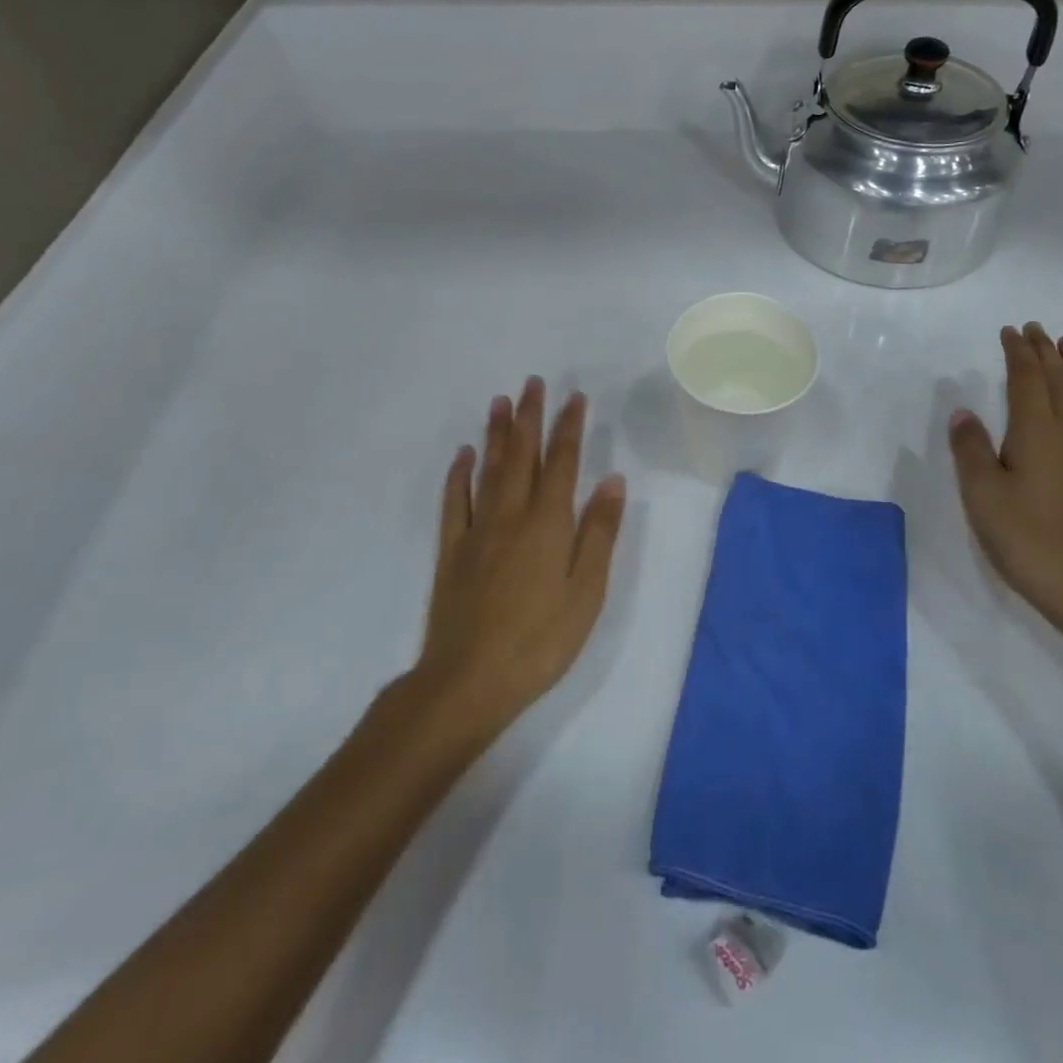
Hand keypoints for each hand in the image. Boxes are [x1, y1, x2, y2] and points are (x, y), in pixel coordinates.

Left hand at [414, 377, 626, 731]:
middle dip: (530, 416)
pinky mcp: (451, 550)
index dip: (568, 427)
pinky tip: (464, 455)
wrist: (469, 680)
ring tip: (500, 401)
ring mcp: (477, 530)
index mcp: (548, 524)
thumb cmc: (540, 641)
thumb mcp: (586, 593)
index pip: (562, 463)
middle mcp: (511, 515)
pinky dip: (460, 473)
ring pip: (489, 469)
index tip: (574, 397)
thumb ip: (599, 534)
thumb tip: (611, 480)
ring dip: (496, 433)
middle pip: (522, 455)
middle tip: (533, 382)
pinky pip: (455, 500)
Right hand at [949, 324, 1062, 647]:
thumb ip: (971, 450)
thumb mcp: (983, 496)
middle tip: (1036, 329)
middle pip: (1059, 380)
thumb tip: (964, 412)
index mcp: (1037, 431)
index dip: (1018, 353)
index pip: (1027, 379)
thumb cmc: (1030, 540)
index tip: (1010, 331)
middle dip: (1046, 352)